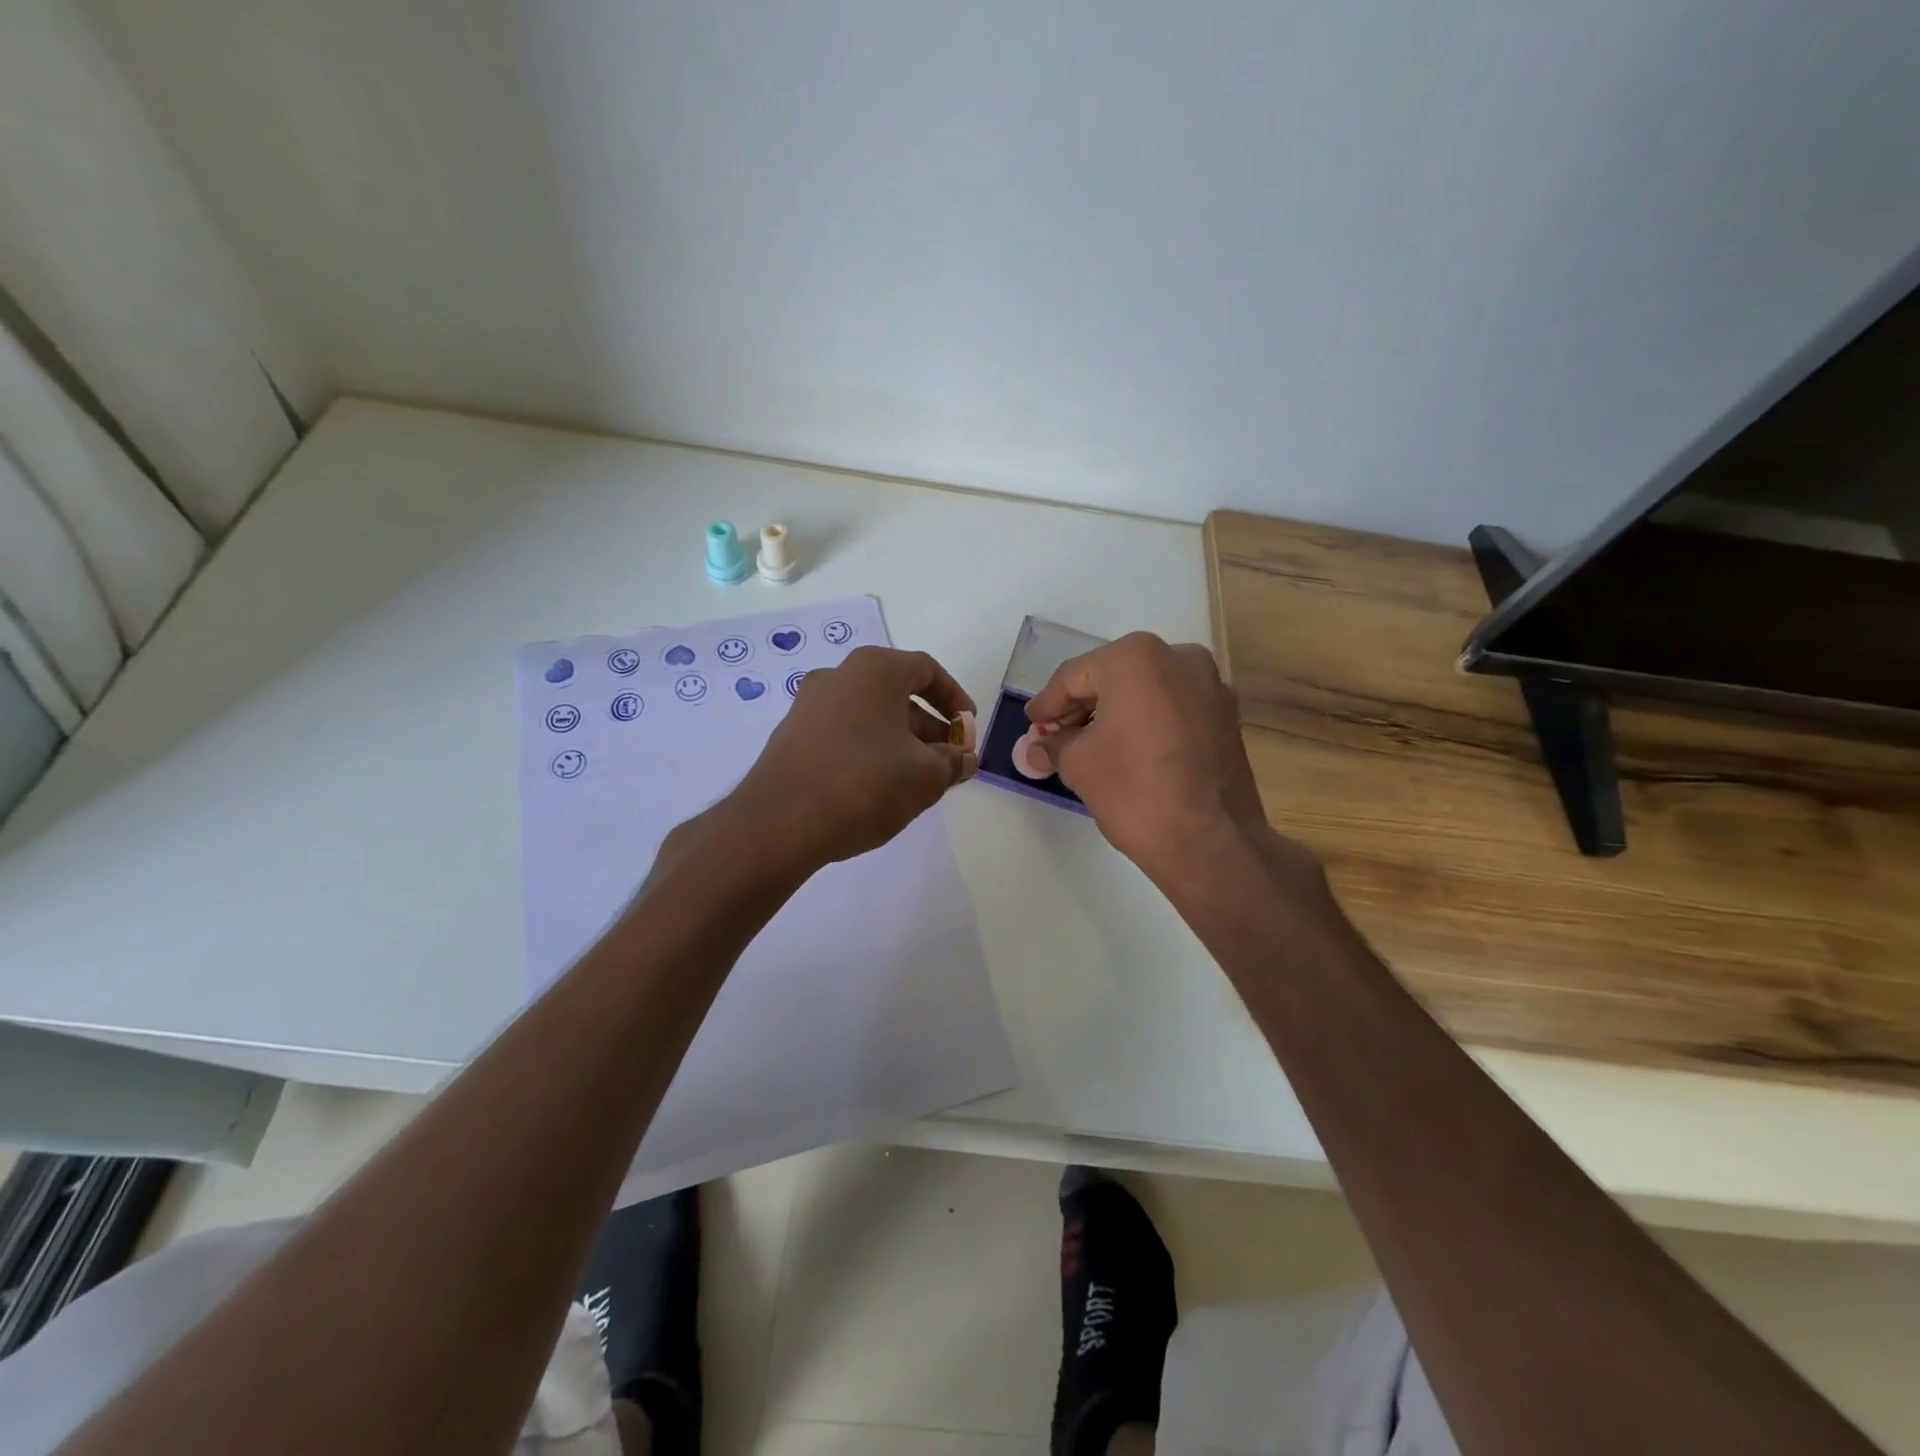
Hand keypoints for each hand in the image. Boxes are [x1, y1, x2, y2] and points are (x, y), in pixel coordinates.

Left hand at [731, 646, 976, 868]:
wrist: (779, 823)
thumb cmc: (865, 784)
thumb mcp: (926, 776)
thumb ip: (953, 763)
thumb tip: (964, 760)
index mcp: (874, 670)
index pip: (927, 670)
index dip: (955, 700)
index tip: (968, 731)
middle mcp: (838, 677)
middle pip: (897, 694)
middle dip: (930, 728)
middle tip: (949, 762)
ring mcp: (809, 706)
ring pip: (870, 717)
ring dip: (901, 743)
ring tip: (918, 782)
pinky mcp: (791, 738)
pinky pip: (844, 736)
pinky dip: (870, 752)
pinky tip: (879, 789)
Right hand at [1026, 633, 1290, 882]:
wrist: (1210, 842)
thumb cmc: (1135, 792)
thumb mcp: (1078, 764)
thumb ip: (1053, 745)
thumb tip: (1037, 746)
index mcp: (1136, 658)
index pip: (1074, 676)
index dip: (1047, 704)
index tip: (1032, 726)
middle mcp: (1179, 657)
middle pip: (1112, 677)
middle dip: (1080, 708)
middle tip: (1053, 738)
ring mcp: (1210, 685)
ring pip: (1145, 691)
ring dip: (1113, 714)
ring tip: (1087, 747)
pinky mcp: (1226, 716)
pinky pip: (1172, 708)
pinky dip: (1145, 722)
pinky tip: (1126, 750)